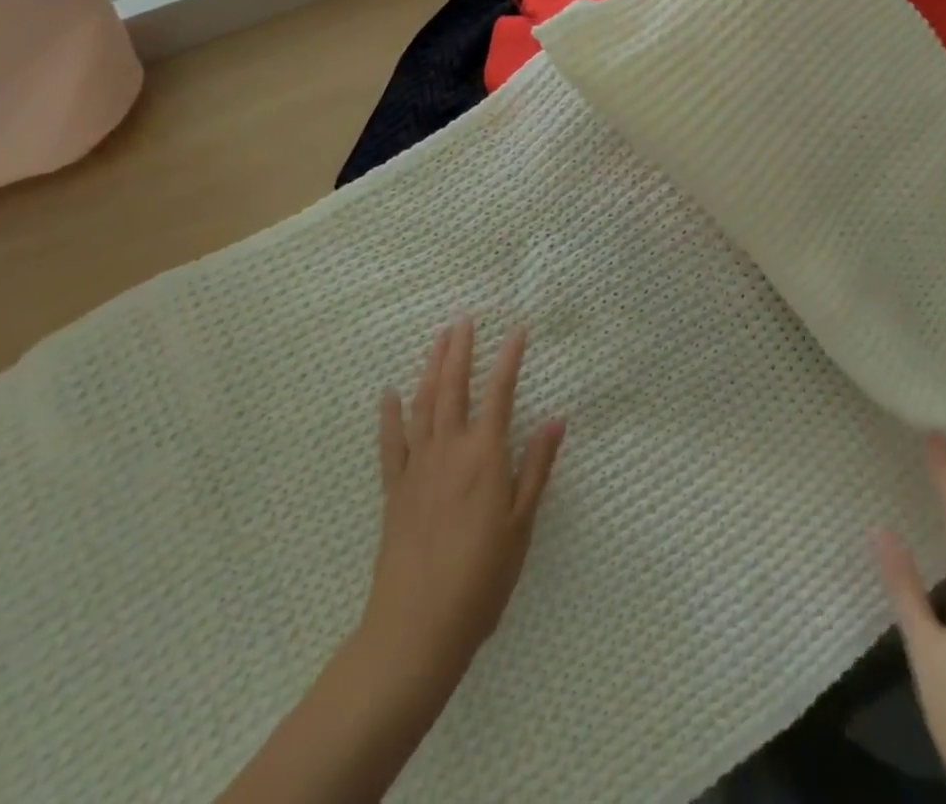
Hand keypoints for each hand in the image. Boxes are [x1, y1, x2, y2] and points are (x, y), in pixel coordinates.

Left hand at [364, 319, 565, 685]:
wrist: (416, 628)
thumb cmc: (482, 578)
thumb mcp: (522, 524)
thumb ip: (536, 467)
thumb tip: (556, 420)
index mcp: (485, 456)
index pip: (500, 393)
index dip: (510, 358)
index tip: (518, 330)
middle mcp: (449, 450)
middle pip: (454, 387)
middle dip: (460, 349)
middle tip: (464, 319)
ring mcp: (417, 467)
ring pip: (424, 404)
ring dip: (431, 368)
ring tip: (437, 339)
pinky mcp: (394, 490)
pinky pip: (391, 443)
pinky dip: (390, 415)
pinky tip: (390, 393)